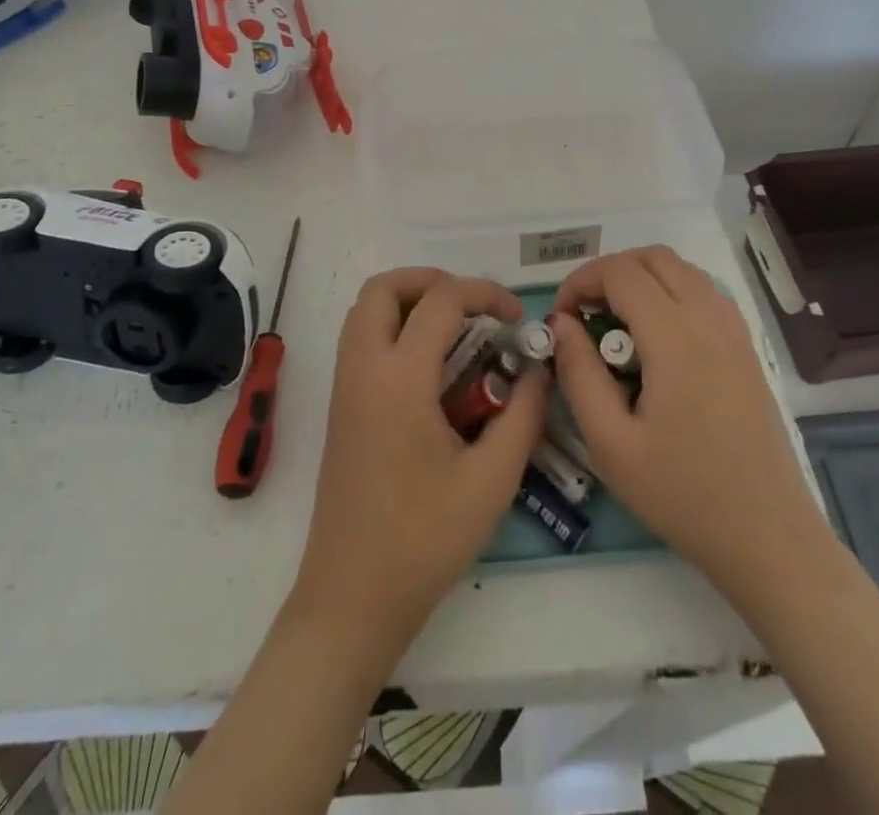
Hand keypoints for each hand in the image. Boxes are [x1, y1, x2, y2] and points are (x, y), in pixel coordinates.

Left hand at [289, 268, 547, 655]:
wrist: (351, 598)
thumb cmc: (424, 540)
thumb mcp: (492, 480)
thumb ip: (523, 415)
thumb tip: (539, 370)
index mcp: (399, 378)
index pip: (440, 301)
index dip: (484, 293)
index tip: (515, 318)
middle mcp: (363, 369)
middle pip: (383, 288)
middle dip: (430, 281)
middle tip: (472, 306)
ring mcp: (344, 387)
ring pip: (365, 311)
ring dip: (408, 302)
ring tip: (455, 330)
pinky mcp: (340, 408)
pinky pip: (361, 341)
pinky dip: (393, 329)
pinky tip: (431, 368)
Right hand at [549, 246, 821, 610]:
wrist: (768, 538)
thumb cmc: (683, 495)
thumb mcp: (611, 444)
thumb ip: (579, 374)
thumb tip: (562, 324)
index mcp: (676, 339)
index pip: (620, 272)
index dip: (580, 281)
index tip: (562, 318)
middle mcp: (710, 320)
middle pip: (652, 258)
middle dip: (609, 273)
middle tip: (585, 315)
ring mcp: (735, 331)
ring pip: (681, 269)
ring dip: (641, 278)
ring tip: (616, 325)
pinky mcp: (747, 347)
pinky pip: (703, 292)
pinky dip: (670, 292)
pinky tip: (656, 339)